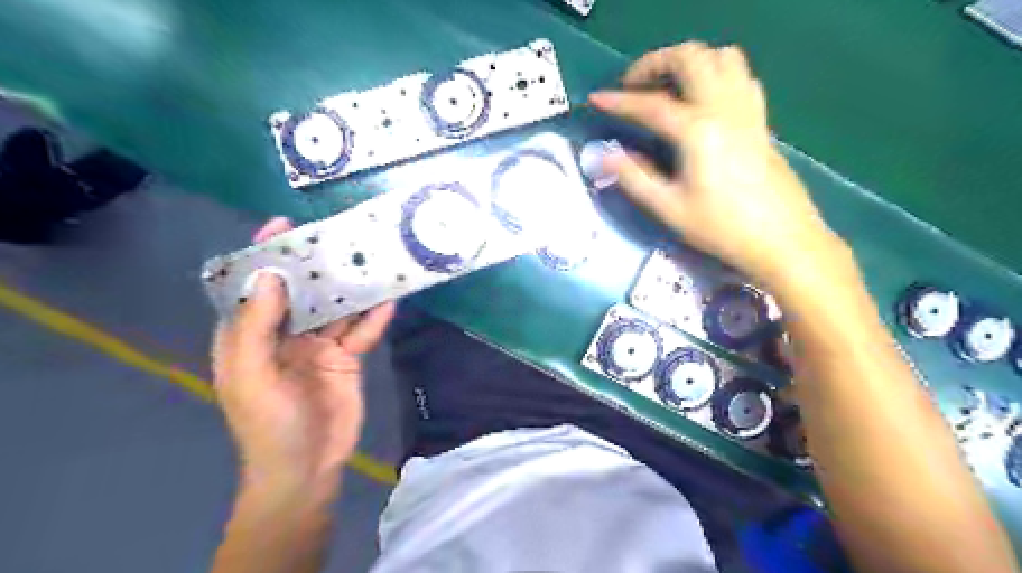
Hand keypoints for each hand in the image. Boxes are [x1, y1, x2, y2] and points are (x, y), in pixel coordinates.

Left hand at [213, 217, 392, 493]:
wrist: (308, 467)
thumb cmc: (269, 425)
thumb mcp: (253, 376)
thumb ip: (257, 327)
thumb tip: (270, 276)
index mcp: (250, 337)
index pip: (253, 288)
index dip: (264, 256)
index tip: (283, 226)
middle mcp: (284, 335)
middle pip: (300, 292)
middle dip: (316, 265)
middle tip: (339, 237)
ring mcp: (318, 346)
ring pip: (335, 308)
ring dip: (350, 288)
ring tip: (369, 260)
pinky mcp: (347, 358)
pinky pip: (362, 332)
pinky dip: (374, 318)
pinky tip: (389, 300)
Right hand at [592, 43, 846, 288]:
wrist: (781, 239)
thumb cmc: (722, 228)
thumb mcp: (669, 208)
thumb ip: (634, 178)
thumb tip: (605, 156)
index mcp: (698, 131)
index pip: (651, 105)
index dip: (619, 101)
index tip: (596, 99)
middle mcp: (724, 109)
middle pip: (691, 58)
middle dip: (655, 62)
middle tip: (634, 84)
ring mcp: (747, 111)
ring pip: (722, 57)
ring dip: (689, 62)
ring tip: (668, 86)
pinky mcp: (761, 120)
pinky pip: (741, 77)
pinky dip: (717, 75)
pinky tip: (703, 101)